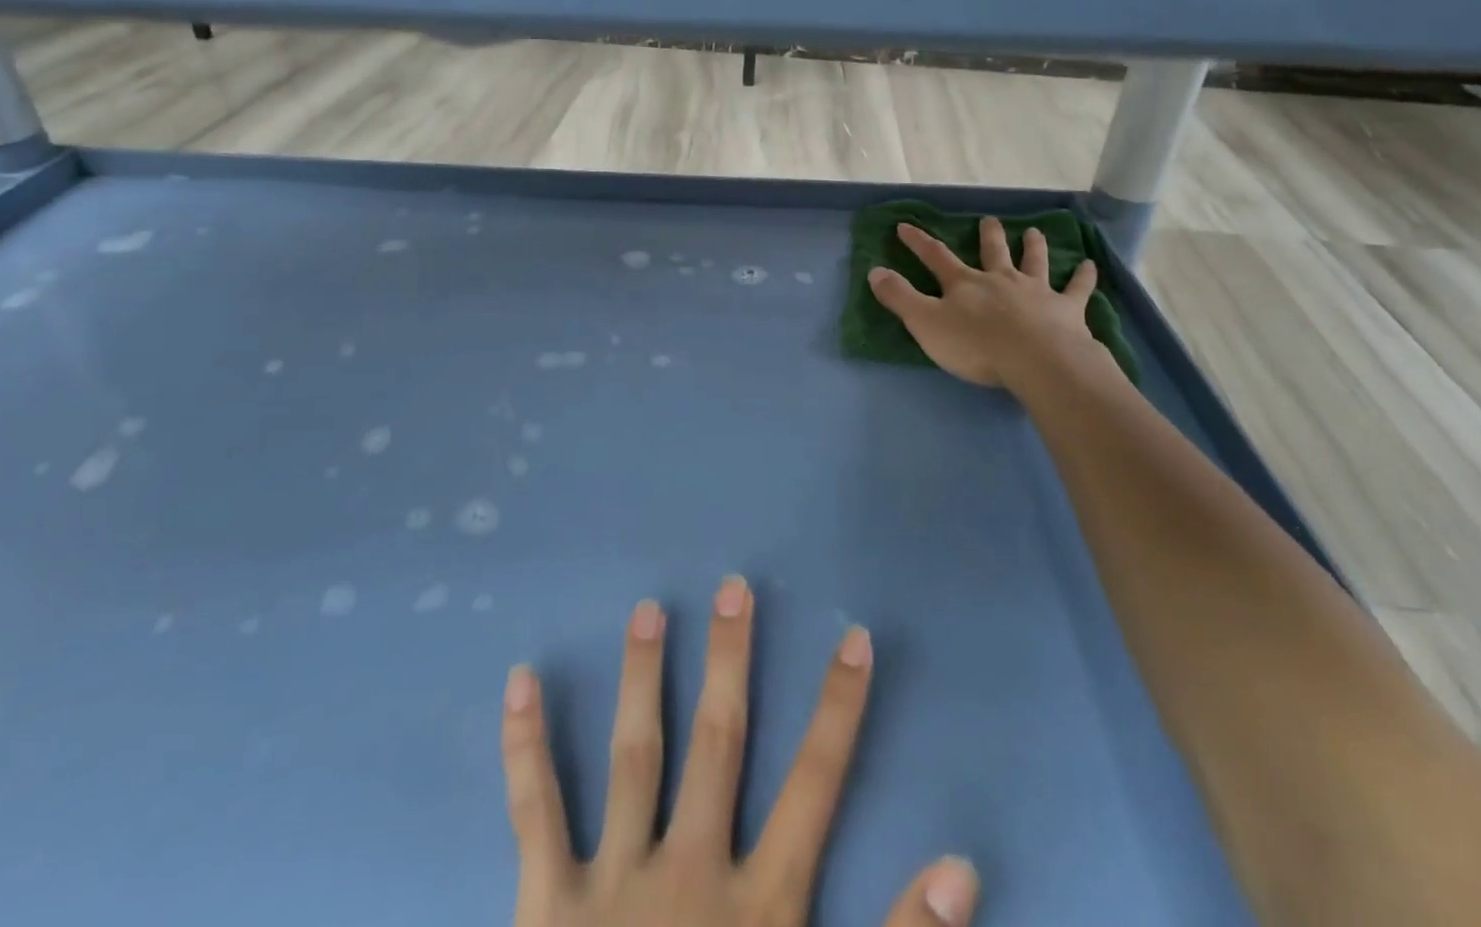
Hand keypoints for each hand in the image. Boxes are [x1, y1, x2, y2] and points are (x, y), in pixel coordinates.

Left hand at [502, 578, 979, 926]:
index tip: (853, 639)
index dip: (838, 710)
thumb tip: (960, 866)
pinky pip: (534, 815)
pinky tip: (519, 682)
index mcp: (757, 908)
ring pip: (634, 755)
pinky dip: (525, 747)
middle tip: (733, 587)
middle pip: (718, 742)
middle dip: (730, 660)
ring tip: (647, 608)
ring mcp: (612, 885)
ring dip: (642, 677)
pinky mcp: (545, 911)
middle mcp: (688, 873)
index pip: (815, 786)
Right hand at [868, 218, 1108, 389]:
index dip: (918, 242)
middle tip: (989, 220)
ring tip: (1033, 232)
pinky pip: (1077, 289)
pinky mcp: (1066, 310)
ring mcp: (1036, 291)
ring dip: (1033, 246)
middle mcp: (1000, 279)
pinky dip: (1083, 277)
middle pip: (993, 252)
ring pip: (1033, 262)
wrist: (1036, 361)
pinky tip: (1089, 266)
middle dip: (988, 235)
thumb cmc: (976, 345)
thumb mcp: (926, 323)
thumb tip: (874, 271)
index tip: (905, 226)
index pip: (936, 257)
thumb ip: (900, 298)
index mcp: (964, 284)